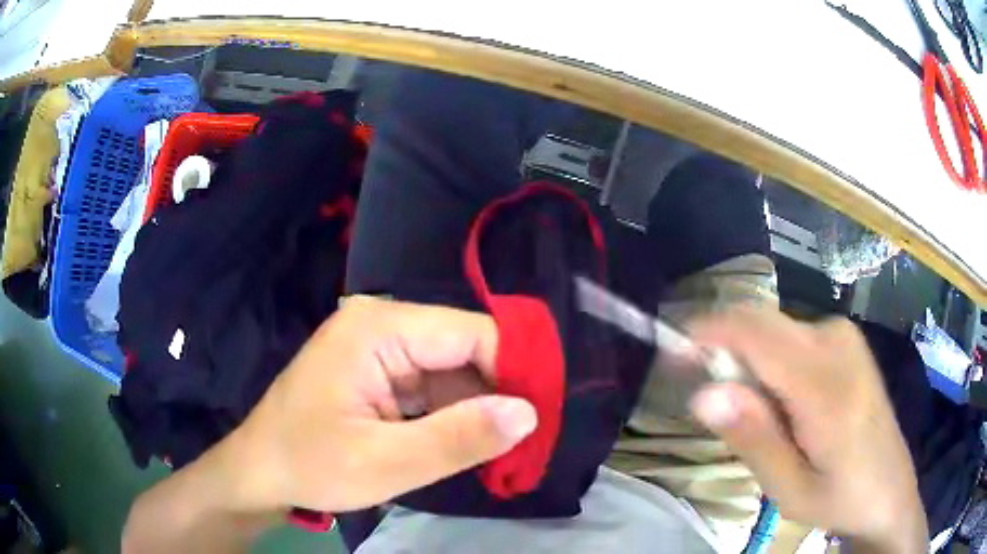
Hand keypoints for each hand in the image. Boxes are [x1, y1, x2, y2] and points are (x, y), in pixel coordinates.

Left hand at [224, 296, 536, 512]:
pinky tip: (471, 441)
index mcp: (378, 329)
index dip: (516, 369)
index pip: (471, 333)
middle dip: (499, 394)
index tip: (545, 414)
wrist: (261, 471)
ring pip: (452, 371)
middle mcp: (381, 325)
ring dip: (479, 408)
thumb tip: (528, 413)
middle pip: (463, 350)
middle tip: (531, 439)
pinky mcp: (379, 372)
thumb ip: (457, 438)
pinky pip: (432, 386)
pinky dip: (454, 414)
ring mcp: (379, 348)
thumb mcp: (384, 463)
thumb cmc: (310, 464)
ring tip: (509, 447)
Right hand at [687, 307, 926, 552]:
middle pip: (762, 322)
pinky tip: (783, 404)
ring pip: (774, 329)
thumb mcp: (790, 489)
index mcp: (826, 385)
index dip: (707, 332)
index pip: (755, 332)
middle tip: (711, 402)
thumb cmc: (840, 497)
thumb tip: (703, 392)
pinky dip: (770, 362)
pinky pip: (791, 336)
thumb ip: (752, 438)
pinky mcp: (846, 340)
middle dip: (725, 350)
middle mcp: (835, 342)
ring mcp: (843, 336)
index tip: (672, 352)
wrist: (890, 489)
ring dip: (749, 364)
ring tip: (757, 419)